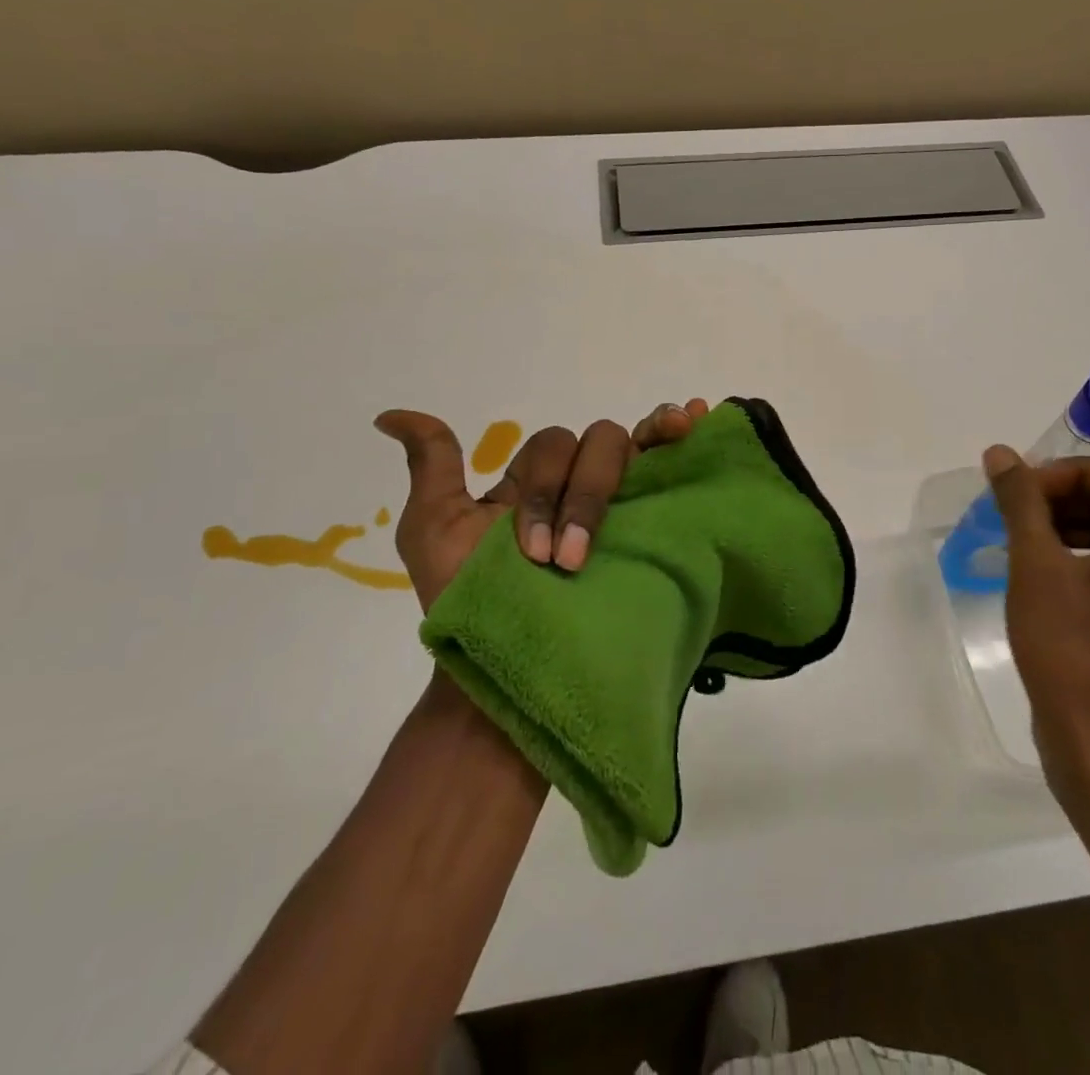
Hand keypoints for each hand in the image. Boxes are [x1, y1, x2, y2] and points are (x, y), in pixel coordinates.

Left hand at [374, 400, 709, 612]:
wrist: (511, 672)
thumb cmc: (469, 604)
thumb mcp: (435, 530)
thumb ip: (432, 466)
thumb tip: (390, 416)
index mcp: (538, 484)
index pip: (556, 444)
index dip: (548, 483)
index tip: (532, 549)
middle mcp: (582, 487)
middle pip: (598, 445)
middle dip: (581, 496)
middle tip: (561, 562)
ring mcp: (621, 506)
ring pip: (634, 453)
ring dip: (614, 486)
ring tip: (610, 520)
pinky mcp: (652, 528)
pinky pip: (672, 468)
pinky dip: (682, 435)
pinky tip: (699, 419)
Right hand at [983, 446, 1089, 800]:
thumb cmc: (1068, 648)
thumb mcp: (1036, 566)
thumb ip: (1020, 502)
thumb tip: (1001, 454)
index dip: (1073, 473)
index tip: (1027, 492)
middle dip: (1066, 496)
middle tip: (1017, 511)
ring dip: (1069, 524)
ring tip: (1021, 538)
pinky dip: (1080, 555)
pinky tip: (1039, 571)